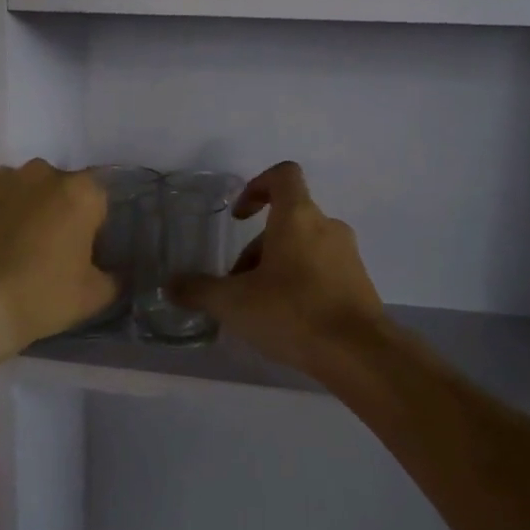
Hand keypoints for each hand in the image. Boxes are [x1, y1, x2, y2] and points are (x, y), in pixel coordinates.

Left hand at [0, 160, 114, 355]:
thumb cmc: (38, 297)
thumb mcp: (92, 297)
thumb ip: (115, 278)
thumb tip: (117, 273)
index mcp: (80, 192)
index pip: (98, 202)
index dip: (93, 229)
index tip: (82, 257)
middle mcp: (40, 173)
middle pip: (56, 190)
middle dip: (54, 214)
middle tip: (45, 253)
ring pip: (16, 191)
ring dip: (18, 211)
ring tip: (5, 251)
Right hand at [171, 162, 385, 375]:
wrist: (359, 353)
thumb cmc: (293, 312)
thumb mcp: (234, 303)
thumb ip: (199, 291)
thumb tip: (170, 286)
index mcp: (298, 217)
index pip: (283, 175)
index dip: (256, 186)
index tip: (239, 217)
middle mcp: (327, 227)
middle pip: (286, 221)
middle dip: (256, 249)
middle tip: (236, 285)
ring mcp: (348, 255)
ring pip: (303, 248)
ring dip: (276, 268)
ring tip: (258, 308)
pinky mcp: (359, 283)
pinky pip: (322, 271)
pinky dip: (300, 284)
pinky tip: (287, 321)